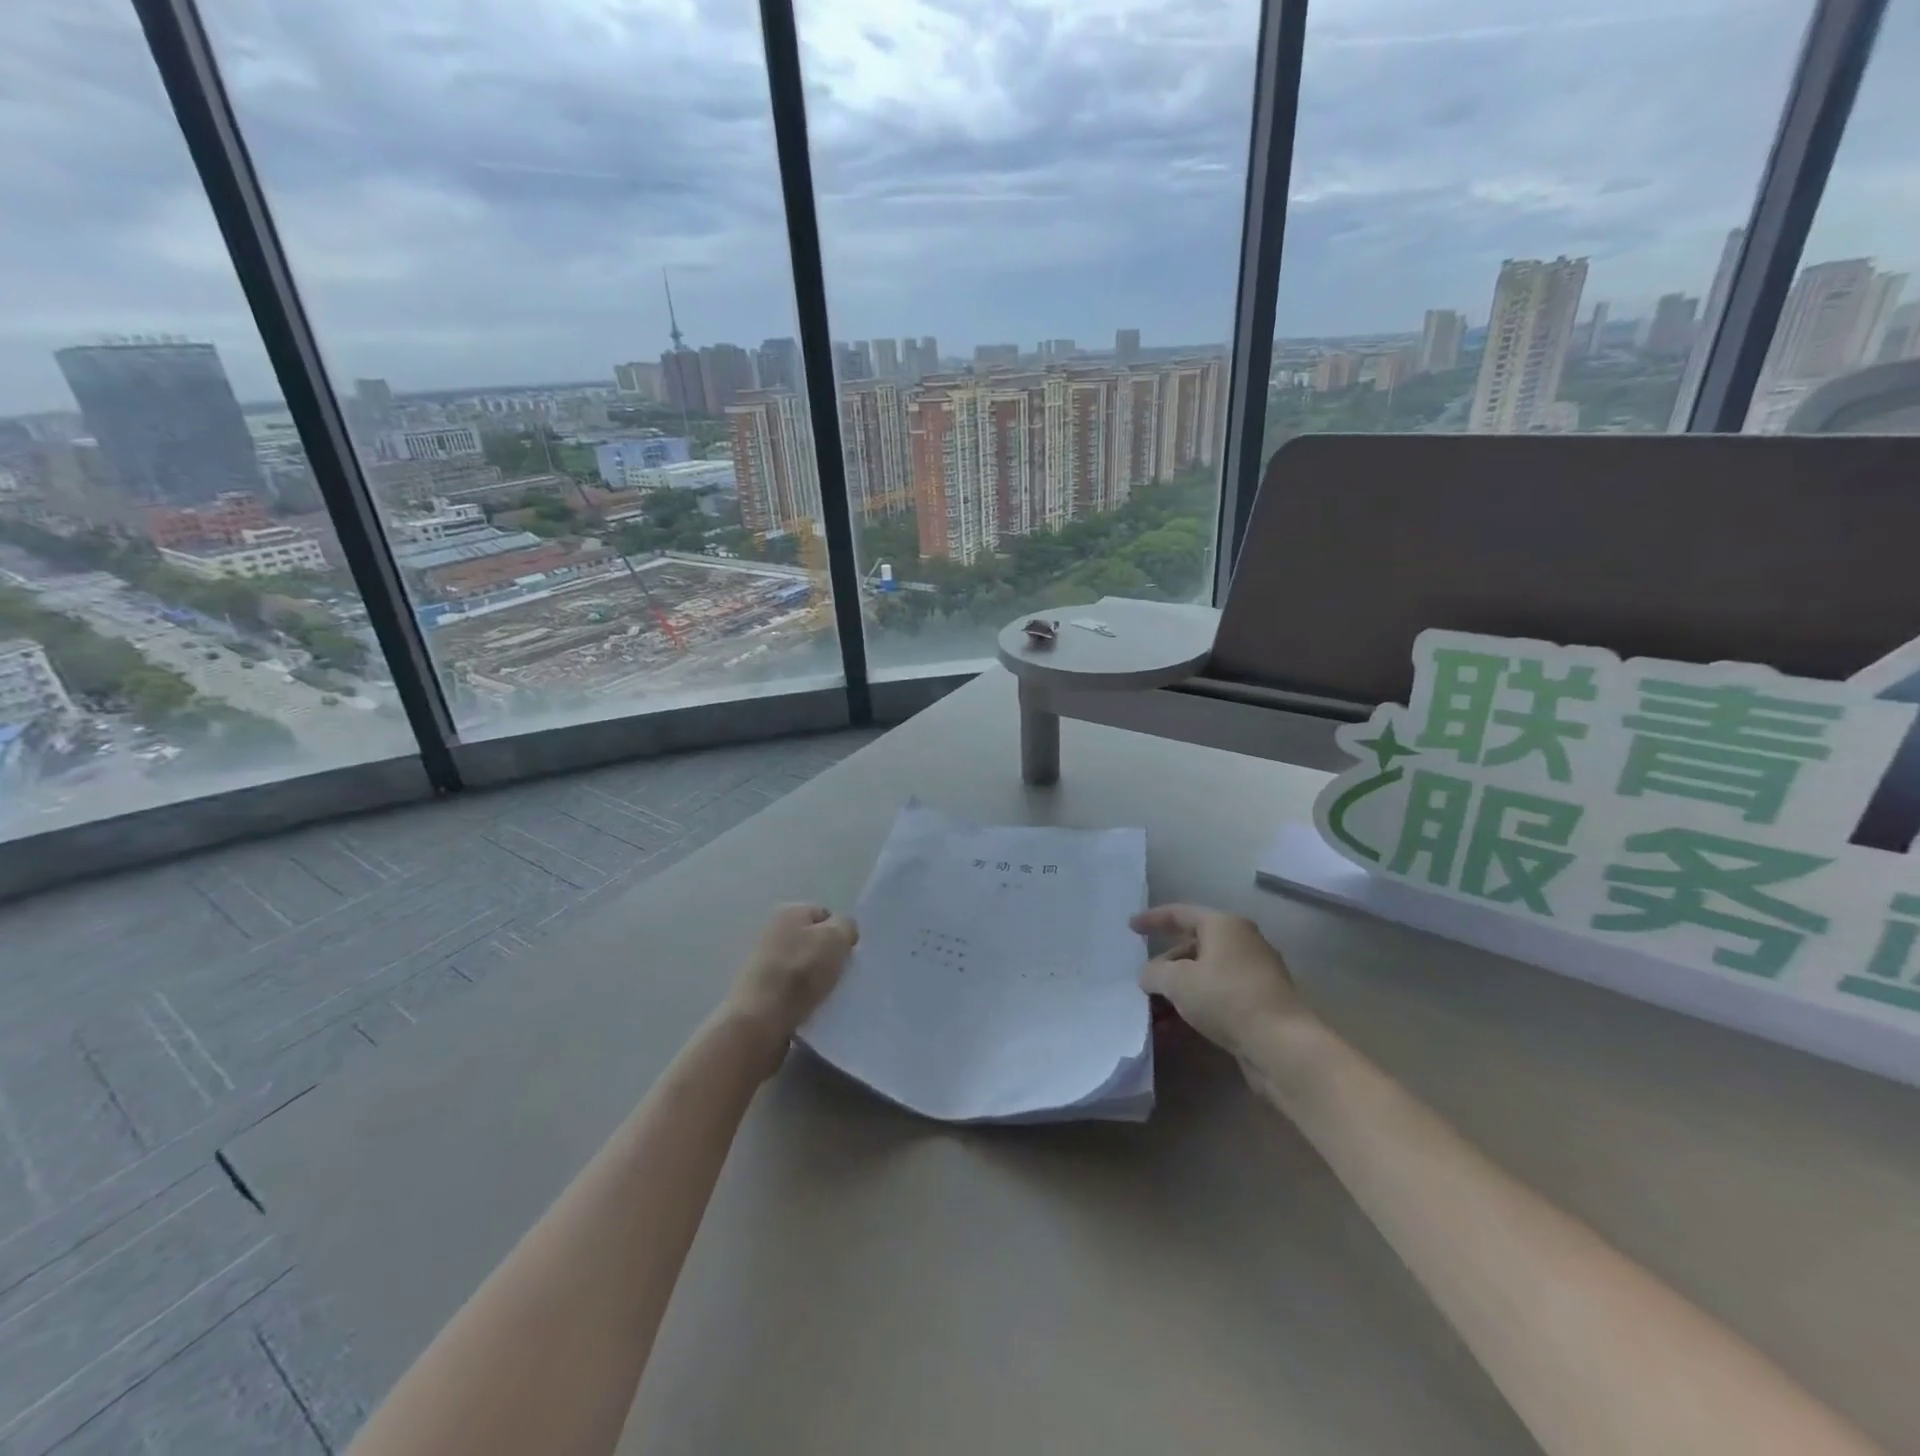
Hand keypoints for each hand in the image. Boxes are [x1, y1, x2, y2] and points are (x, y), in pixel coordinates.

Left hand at [723, 904, 858, 1074]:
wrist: (760, 1021)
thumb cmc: (800, 971)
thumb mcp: (836, 938)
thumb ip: (847, 926)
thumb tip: (843, 934)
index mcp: (789, 911)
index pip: (826, 915)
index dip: (840, 933)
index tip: (848, 955)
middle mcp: (773, 931)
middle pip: (814, 942)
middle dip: (829, 958)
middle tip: (841, 976)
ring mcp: (765, 963)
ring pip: (805, 968)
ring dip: (818, 981)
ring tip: (828, 996)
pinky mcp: (761, 992)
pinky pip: (794, 991)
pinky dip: (805, 999)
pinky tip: (812, 1009)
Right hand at [1131, 904, 1312, 1059]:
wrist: (1282, 1045)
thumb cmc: (1226, 998)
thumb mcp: (1178, 982)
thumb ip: (1155, 972)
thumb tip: (1150, 975)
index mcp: (1224, 925)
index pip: (1181, 913)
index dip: (1153, 919)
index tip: (1130, 927)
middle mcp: (1243, 942)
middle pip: (1194, 945)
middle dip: (1166, 963)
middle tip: (1145, 979)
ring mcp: (1255, 974)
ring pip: (1206, 974)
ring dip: (1179, 989)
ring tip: (1155, 1008)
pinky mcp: (1260, 1003)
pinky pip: (1218, 996)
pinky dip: (1196, 1005)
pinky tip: (1176, 1026)